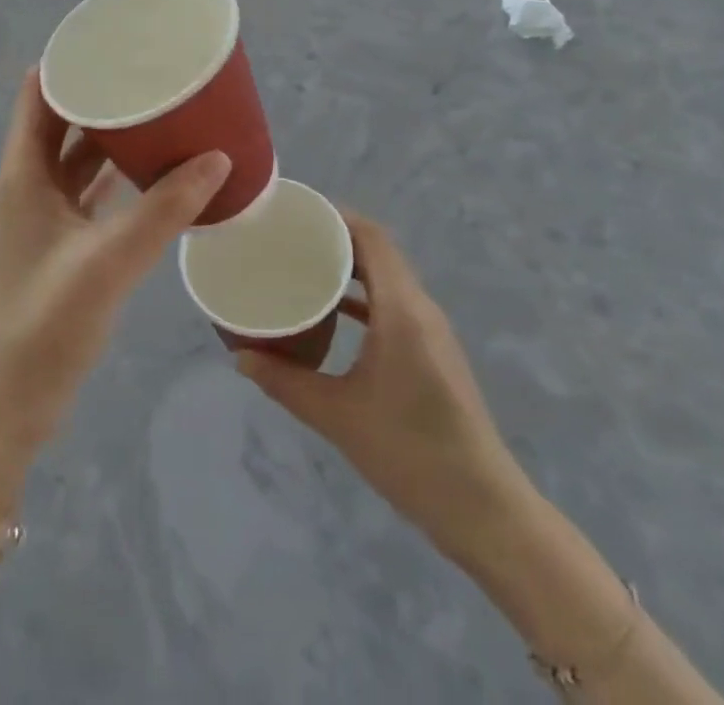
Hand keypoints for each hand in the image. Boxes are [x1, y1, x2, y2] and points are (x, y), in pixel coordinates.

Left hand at [0, 70, 229, 503]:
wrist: (6, 407)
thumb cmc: (44, 324)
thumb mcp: (108, 261)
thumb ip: (164, 210)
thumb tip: (219, 158)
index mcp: (23, 174)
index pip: (38, 95)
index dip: (69, 63)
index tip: (115, 41)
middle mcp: (29, 186)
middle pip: (62, 121)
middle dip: (101, 95)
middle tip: (151, 73)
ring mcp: (43, 218)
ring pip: (78, 159)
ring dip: (112, 137)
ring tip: (161, 111)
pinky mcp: (60, 247)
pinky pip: (91, 194)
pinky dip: (118, 178)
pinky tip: (155, 172)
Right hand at [234, 213, 528, 566]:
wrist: (482, 508)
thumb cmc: (409, 452)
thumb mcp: (337, 416)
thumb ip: (285, 382)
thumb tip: (240, 357)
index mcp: (401, 308)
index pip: (371, 237)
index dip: (336, 216)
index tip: (295, 214)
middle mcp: (420, 307)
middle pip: (378, 251)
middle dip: (336, 238)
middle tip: (289, 240)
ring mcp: (431, 330)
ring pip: (388, 277)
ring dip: (350, 267)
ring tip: (304, 267)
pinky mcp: (433, 351)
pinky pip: (394, 304)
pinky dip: (364, 297)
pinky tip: (334, 313)